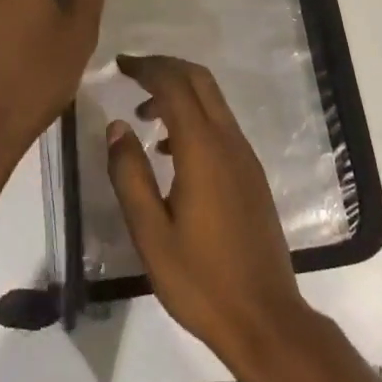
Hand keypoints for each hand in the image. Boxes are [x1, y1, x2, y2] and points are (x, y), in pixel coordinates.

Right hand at [106, 54, 316, 371]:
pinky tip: (169, 151)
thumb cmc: (200, 280)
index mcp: (203, 150)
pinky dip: (194, 118)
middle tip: (131, 73)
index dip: (147, 68)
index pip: (175, 87)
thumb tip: (116, 127)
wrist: (264, 317)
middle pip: (200, 81)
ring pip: (213, 102)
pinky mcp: (252, 175)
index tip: (119, 65)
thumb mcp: (151, 233)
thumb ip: (130, 176)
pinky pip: (221, 126)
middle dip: (166, 68)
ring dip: (180, 93)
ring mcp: (245, 158)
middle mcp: (229, 143)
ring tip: (142, 114)